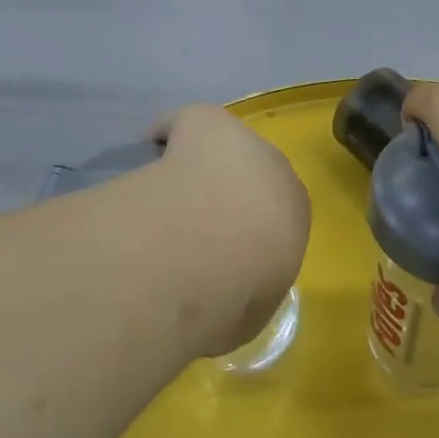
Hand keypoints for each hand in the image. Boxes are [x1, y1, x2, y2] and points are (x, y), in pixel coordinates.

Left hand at [150, 105, 311, 355]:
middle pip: (251, 174)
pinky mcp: (207, 121)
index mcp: (294, 215)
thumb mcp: (247, 316)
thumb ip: (240, 303)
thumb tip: (223, 303)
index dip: (246, 230)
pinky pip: (184, 123)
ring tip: (163, 190)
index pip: (276, 214)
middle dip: (226, 191)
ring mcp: (242, 143)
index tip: (219, 249)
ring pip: (219, 148)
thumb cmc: (238, 290)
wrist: (212, 245)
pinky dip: (166, 133)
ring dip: (198, 163)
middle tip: (189, 222)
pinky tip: (143, 153)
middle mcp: (276, 172)